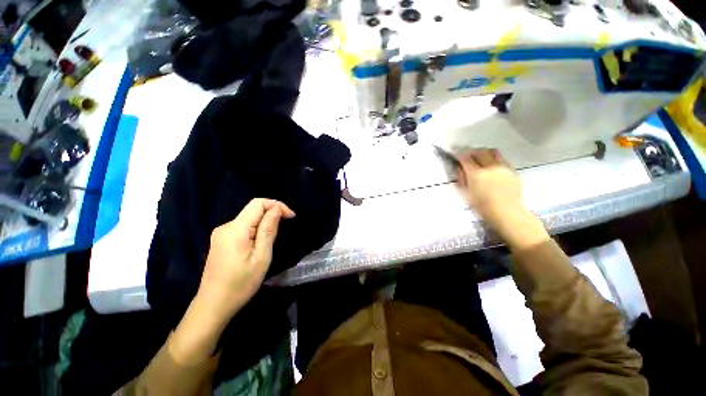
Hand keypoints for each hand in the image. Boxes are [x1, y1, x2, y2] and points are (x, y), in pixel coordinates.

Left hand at [197, 198, 295, 320]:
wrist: (213, 305)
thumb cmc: (241, 284)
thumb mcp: (262, 257)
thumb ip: (268, 230)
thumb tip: (276, 209)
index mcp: (235, 229)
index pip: (258, 203)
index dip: (276, 205)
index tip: (291, 216)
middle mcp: (225, 226)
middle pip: (253, 210)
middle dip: (272, 214)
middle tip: (284, 229)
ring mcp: (221, 233)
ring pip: (248, 218)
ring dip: (264, 223)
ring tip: (272, 240)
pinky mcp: (220, 240)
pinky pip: (242, 227)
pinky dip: (255, 229)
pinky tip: (259, 243)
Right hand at [457, 149, 522, 223]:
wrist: (508, 213)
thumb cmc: (483, 206)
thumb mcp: (466, 194)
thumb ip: (464, 179)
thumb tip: (462, 170)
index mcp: (476, 174)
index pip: (466, 159)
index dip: (461, 156)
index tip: (459, 157)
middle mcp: (490, 167)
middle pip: (480, 152)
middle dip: (472, 153)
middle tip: (469, 157)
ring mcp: (503, 167)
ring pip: (493, 152)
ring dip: (485, 153)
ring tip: (482, 159)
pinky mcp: (513, 170)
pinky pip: (502, 159)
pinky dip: (495, 159)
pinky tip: (494, 167)